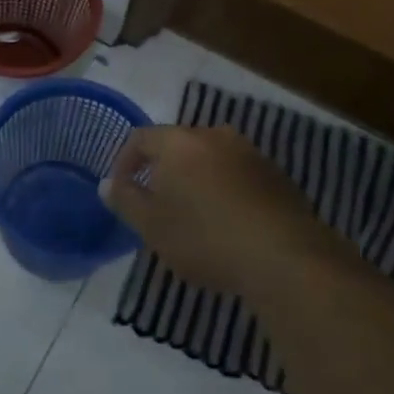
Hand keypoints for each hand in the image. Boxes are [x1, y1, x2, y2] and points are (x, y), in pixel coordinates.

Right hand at [100, 126, 317, 295]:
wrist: (286, 258)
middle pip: (177, 144)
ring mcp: (249, 153)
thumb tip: (107, 183)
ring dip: (196, 178)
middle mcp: (213, 136)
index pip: (139, 138)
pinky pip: (237, 174)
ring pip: (210, 158)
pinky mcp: (276, 175)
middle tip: (156, 202)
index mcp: (178, 142)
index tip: (121, 189)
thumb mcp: (152, 226)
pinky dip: (225, 189)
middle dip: (162, 169)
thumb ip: (125, 200)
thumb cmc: (205, 238)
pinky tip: (228, 221)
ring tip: (193, 213)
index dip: (124, 161)